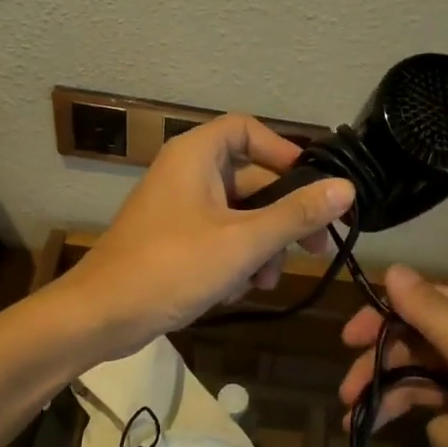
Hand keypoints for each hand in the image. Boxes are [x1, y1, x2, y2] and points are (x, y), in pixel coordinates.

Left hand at [61, 114, 354, 358]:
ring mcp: (178, 208)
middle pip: (251, 180)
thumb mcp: (244, 241)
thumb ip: (296, 214)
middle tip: (316, 248)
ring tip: (264, 282)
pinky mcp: (173, 240)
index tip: (312, 185)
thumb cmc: (172, 266)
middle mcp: (186, 173)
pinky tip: (235, 292)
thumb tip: (346, 189)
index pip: (248, 130)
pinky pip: (218, 237)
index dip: (283, 152)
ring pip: (239, 215)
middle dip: (282, 218)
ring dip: (260, 247)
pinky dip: (234, 260)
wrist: (101, 316)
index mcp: (196, 155)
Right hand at [338, 265, 447, 446]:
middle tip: (348, 393)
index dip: (384, 317)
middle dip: (383, 369)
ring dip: (399, 403)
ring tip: (360, 424)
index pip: (425, 302)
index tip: (348, 340)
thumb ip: (433, 314)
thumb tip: (392, 269)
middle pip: (418, 346)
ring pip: (423, 385)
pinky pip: (445, 423)